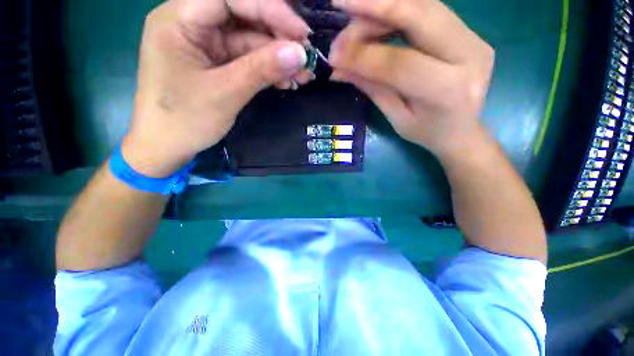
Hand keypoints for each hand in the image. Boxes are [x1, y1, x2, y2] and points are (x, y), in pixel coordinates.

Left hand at [122, 0, 312, 176]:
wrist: (167, 147)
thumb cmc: (185, 120)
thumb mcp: (226, 93)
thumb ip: (262, 69)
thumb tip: (300, 53)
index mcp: (179, 19)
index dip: (270, 9)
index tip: (301, 33)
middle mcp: (192, 23)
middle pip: (243, 17)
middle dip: (278, 38)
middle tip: (306, 58)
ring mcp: (205, 45)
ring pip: (249, 41)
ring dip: (278, 58)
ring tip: (303, 76)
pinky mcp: (216, 63)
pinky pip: (247, 60)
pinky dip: (268, 70)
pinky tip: (287, 81)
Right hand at [328, 0, 494, 158]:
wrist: (463, 132)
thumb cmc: (427, 133)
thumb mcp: (397, 118)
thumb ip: (373, 88)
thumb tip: (340, 68)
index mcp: (446, 90)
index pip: (399, 63)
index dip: (363, 55)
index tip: (334, 54)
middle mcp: (468, 56)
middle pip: (419, 15)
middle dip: (375, 6)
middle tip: (341, 4)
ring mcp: (474, 39)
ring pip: (425, 5)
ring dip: (385, 6)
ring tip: (354, 17)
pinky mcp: (470, 33)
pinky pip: (430, 10)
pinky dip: (399, 9)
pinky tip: (377, 18)